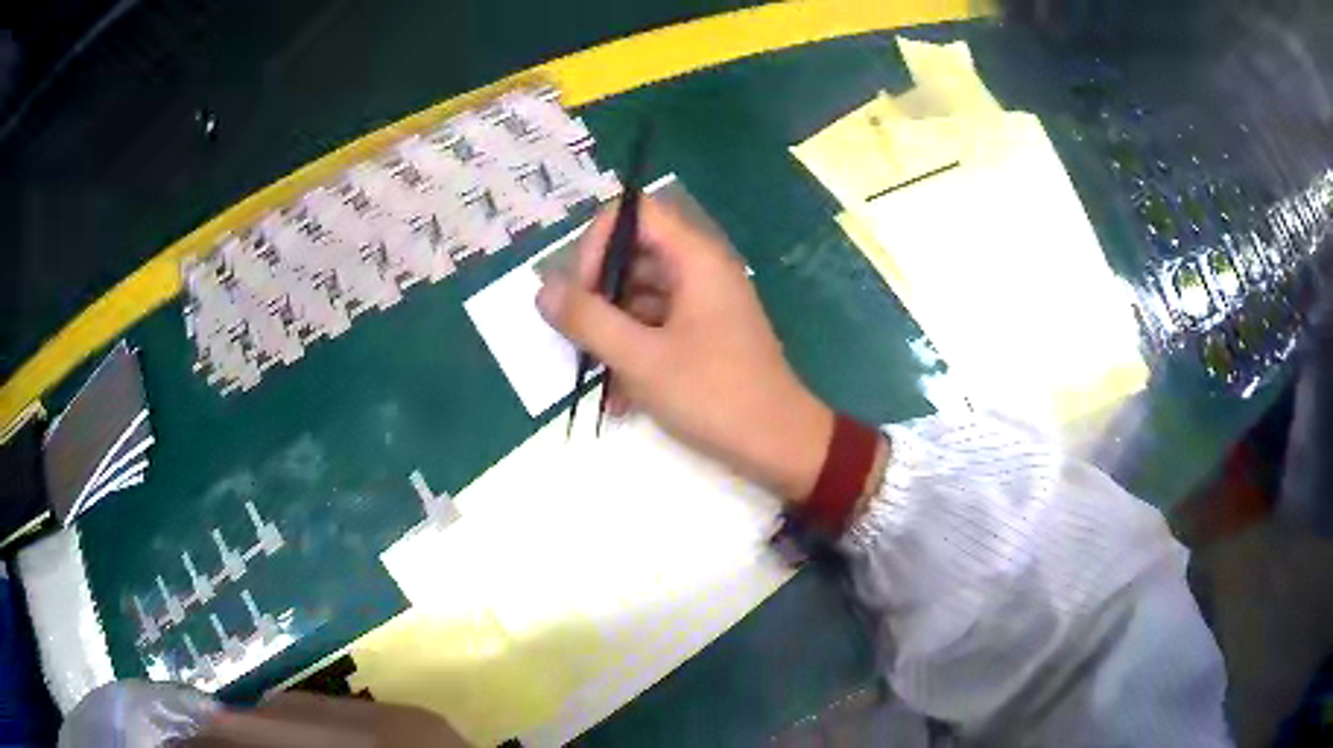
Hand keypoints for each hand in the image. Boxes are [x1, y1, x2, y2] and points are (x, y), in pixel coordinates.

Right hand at [537, 196, 833, 500]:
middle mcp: (700, 271)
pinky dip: (634, 354)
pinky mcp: (704, 335)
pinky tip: (621, 399)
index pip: (633, 213)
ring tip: (598, 378)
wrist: (779, 444)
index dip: (598, 243)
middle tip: (578, 339)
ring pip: (639, 298)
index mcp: (694, 258)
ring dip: (612, 334)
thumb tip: (542, 289)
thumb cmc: (714, 394)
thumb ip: (587, 319)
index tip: (581, 293)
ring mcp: (703, 304)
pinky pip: (656, 328)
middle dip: (598, 297)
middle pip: (632, 257)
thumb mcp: (641, 358)